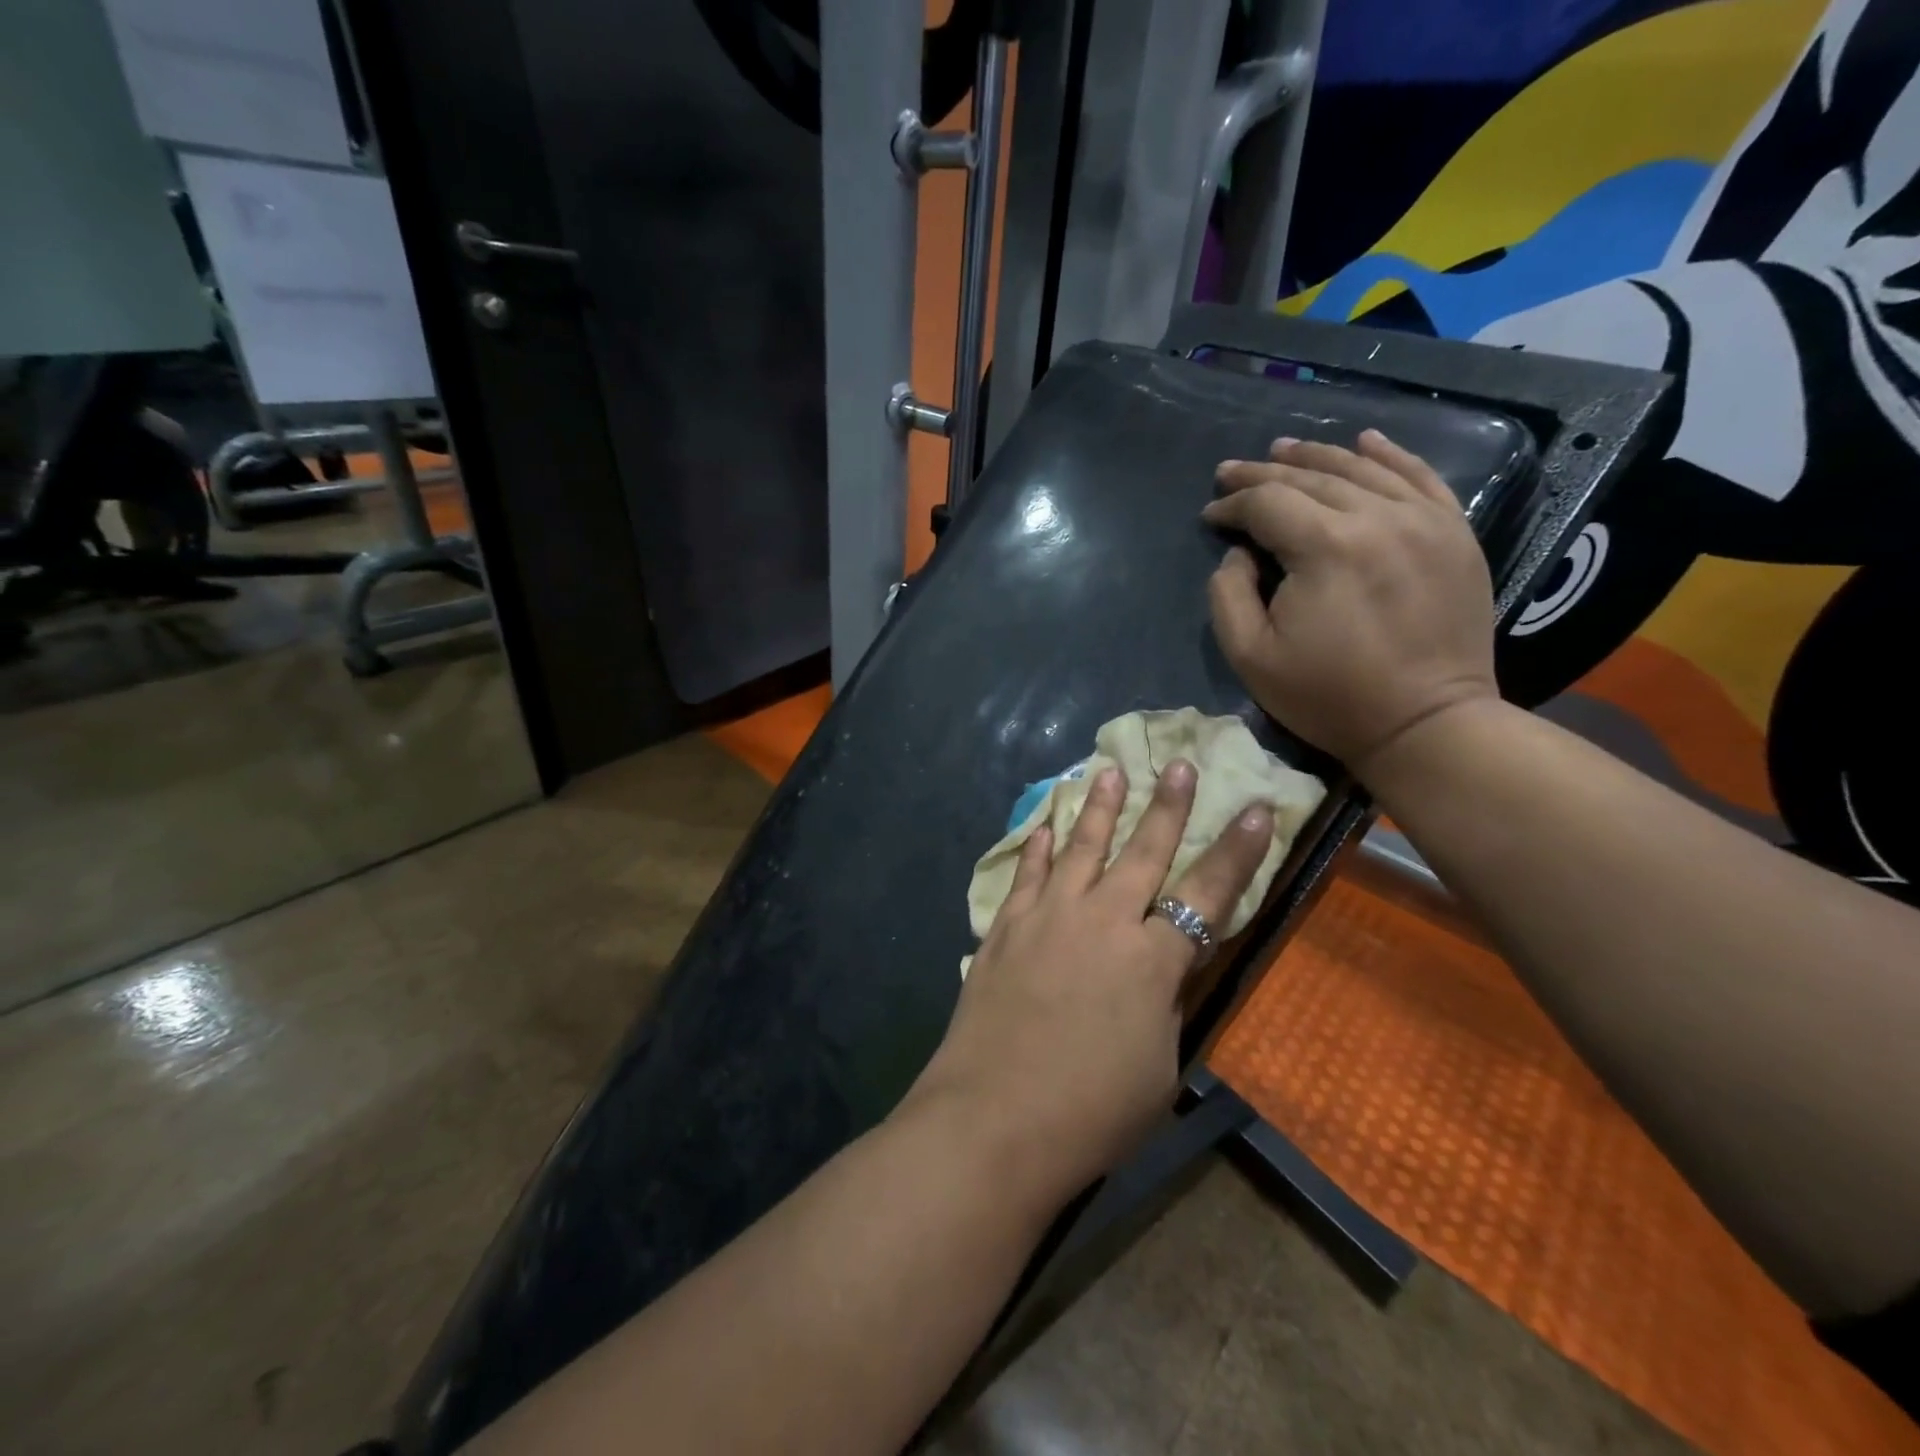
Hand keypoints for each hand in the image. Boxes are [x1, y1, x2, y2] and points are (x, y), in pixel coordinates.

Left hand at [908, 762, 1273, 1199]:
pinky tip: (1043, 826)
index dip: (1238, 851)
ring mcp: (1048, 917)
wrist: (994, 1119)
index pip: (1209, 893)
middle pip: (1143, 851)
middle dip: (1167, 805)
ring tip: (1109, 771)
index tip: (1259, 809)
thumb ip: (1166, 1004)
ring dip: (1100, 808)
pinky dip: (1037, 847)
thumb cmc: (1092, 1111)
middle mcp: (1102, 920)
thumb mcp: (1158, 1065)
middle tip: (1179, 764)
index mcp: (1152, 959)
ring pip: (1080, 847)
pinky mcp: (1005, 928)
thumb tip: (1164, 969)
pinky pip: (1026, 875)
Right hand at [1204, 430, 1498, 774]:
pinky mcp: (1453, 534)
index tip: (1210, 515)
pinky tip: (1366, 441)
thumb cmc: (1329, 696)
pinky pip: (1420, 477)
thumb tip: (1240, 553)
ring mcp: (1425, 520)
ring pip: (1362, 469)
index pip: (1267, 502)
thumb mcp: (1251, 656)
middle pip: (1311, 478)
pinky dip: (1390, 454)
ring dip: (1316, 457)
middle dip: (1263, 473)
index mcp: (1325, 547)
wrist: (1427, 723)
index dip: (1232, 504)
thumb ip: (1228, 594)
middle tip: (1230, 471)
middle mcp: (1378, 517)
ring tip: (1282, 450)